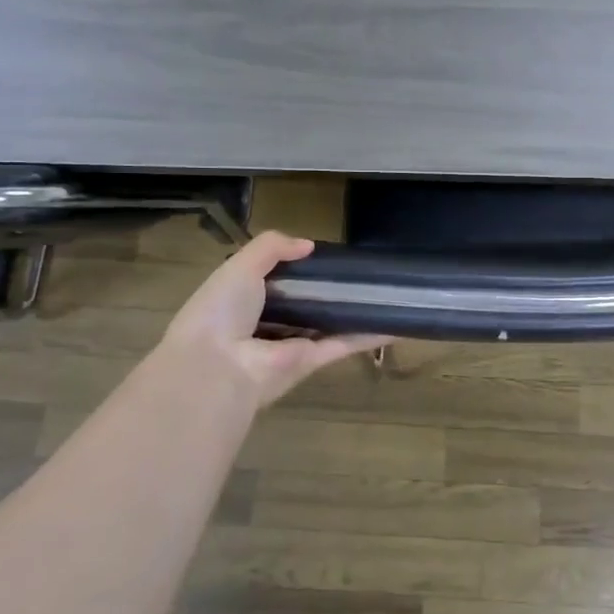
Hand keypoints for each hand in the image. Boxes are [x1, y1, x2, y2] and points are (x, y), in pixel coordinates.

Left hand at [161, 231, 389, 407]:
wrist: (218, 367)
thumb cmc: (222, 310)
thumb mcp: (240, 266)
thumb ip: (272, 247)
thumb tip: (308, 245)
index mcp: (243, 299)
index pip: (273, 280)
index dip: (296, 267)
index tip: (322, 255)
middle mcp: (267, 323)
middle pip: (304, 303)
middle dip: (328, 289)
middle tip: (361, 270)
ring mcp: (291, 343)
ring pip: (328, 323)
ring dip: (353, 311)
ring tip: (385, 292)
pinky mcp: (312, 361)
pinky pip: (343, 343)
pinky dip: (369, 335)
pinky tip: (395, 324)